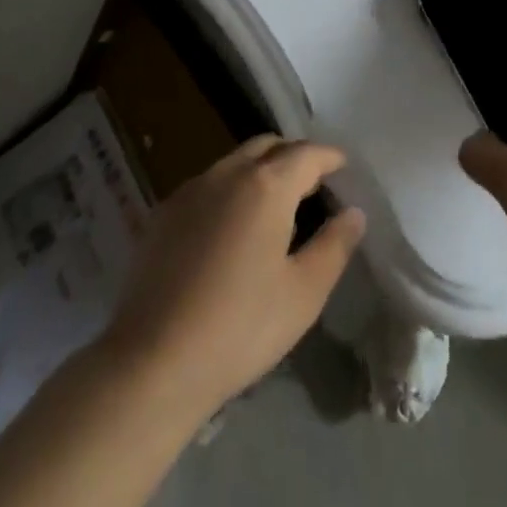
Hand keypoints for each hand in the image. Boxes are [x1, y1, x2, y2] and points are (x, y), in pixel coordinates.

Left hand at [101, 135, 365, 419]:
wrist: (152, 361)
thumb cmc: (240, 327)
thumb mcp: (304, 294)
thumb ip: (334, 246)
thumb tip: (353, 213)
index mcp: (267, 185)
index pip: (307, 154)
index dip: (330, 157)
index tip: (343, 167)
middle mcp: (228, 173)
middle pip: (268, 145)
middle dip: (294, 155)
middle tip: (312, 182)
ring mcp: (191, 189)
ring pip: (235, 161)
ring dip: (261, 169)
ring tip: (275, 205)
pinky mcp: (164, 212)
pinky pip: (208, 184)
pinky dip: (231, 189)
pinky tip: (232, 227)